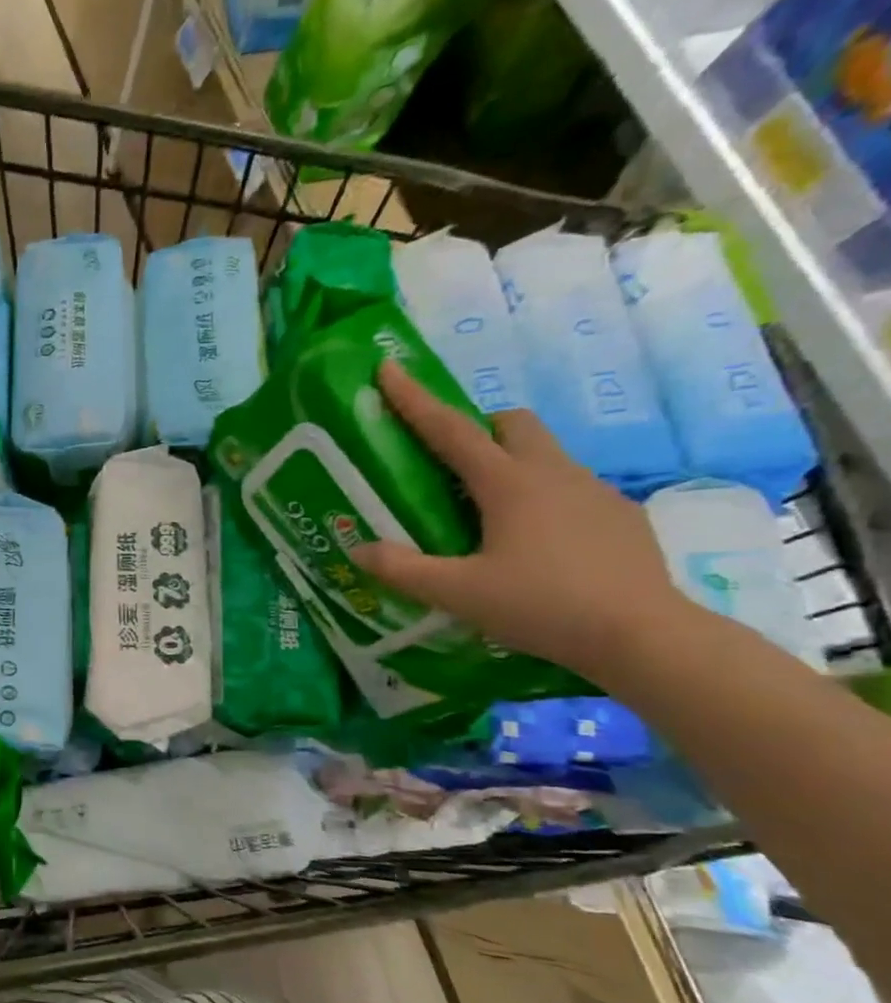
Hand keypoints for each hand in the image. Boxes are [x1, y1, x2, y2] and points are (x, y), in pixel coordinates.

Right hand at [348, 362, 695, 681]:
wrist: (642, 635)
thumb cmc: (541, 605)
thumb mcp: (456, 593)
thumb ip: (402, 569)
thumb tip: (360, 549)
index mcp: (508, 484)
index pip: (450, 430)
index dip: (414, 399)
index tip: (389, 367)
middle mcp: (552, 474)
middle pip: (512, 423)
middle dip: (476, 427)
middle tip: (448, 462)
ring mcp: (593, 491)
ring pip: (543, 453)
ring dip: (508, 462)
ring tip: (483, 511)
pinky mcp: (618, 515)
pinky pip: (568, 486)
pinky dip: (539, 495)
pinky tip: (532, 541)